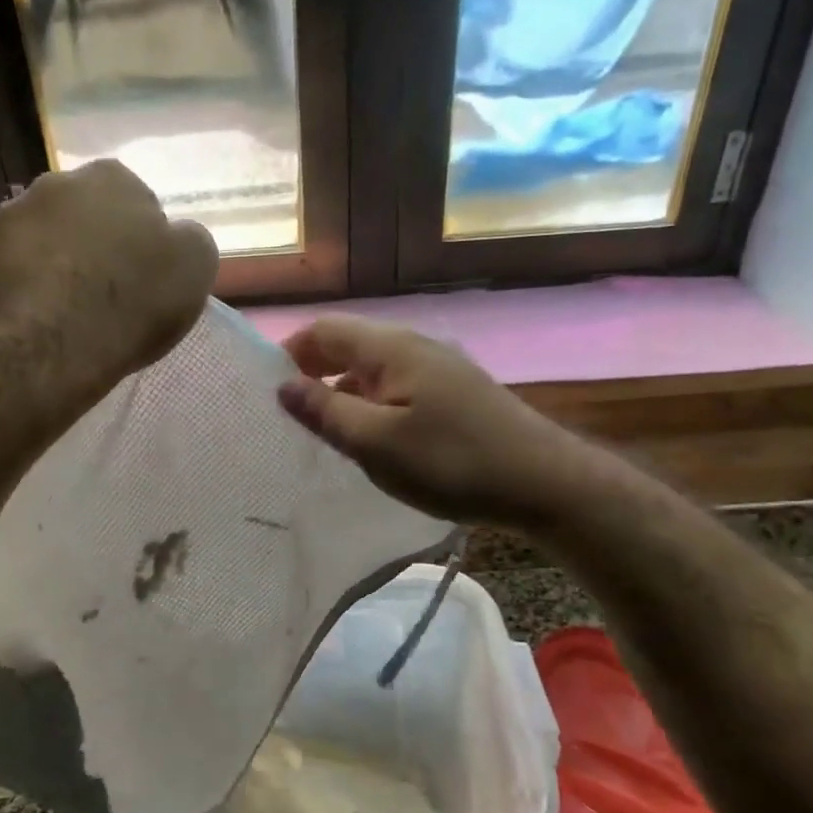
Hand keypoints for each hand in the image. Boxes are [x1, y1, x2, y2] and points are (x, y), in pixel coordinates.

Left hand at [0, 160, 218, 400]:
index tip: (148, 277)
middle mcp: (57, 183)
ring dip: (61, 263)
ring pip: (49, 239)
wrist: (50, 348)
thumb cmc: (132, 303)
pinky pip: (18, 269)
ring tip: (74, 311)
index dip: (146, 241)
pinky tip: (45, 320)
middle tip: (112, 292)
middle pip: (89, 216)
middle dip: (99, 244)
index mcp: (113, 178)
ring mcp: (11, 218)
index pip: (138, 201)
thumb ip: (189, 240)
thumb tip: (176, 236)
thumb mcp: (194, 269)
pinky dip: (32, 287)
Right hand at [278, 317, 571, 525]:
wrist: (542, 481)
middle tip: (293, 420)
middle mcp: (413, 346)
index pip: (323, 330)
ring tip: (327, 435)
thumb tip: (283, 385)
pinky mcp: (455, 393)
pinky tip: (374, 441)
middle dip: (314, 375)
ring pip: (373, 371)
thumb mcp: (376, 443)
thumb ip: (325, 412)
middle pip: (348, 347)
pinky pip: (397, 388)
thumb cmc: (451, 461)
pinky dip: (373, 406)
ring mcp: (438, 368)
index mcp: (390, 348)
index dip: (290, 354)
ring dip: (344, 394)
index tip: (269, 395)